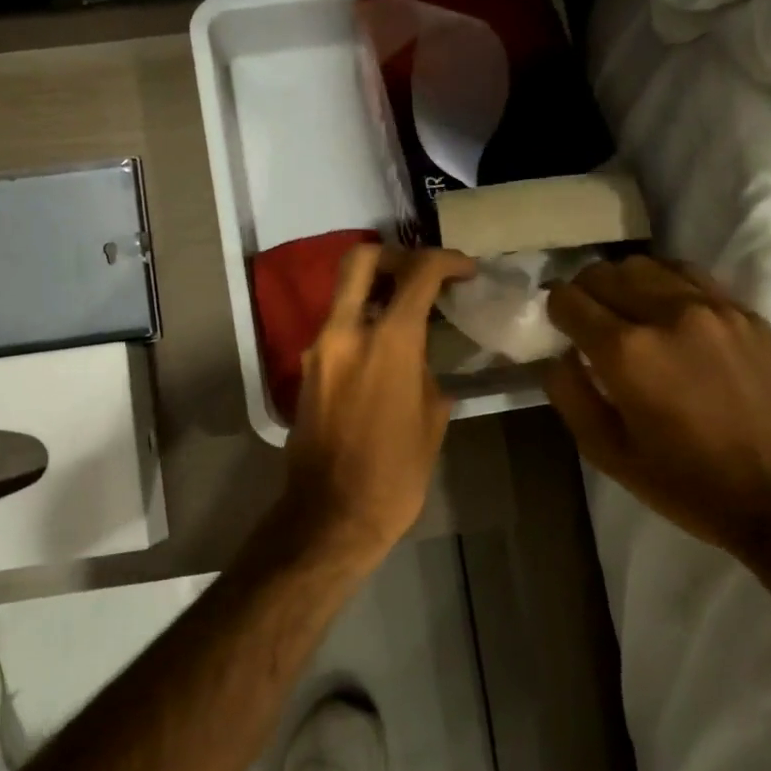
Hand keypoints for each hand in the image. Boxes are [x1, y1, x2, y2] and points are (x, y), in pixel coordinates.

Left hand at [278, 245, 476, 572]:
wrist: (331, 515)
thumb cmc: (394, 475)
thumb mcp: (431, 420)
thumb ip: (425, 373)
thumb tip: (418, 358)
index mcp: (388, 342)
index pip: (417, 273)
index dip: (446, 261)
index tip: (464, 270)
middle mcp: (345, 333)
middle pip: (360, 260)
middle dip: (393, 256)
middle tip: (418, 275)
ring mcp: (318, 350)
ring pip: (343, 295)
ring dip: (374, 293)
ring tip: (405, 317)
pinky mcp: (306, 371)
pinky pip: (335, 330)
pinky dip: (359, 325)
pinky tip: (382, 353)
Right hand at [542, 256, 770, 557]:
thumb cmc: (688, 484)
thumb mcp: (608, 453)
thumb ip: (570, 395)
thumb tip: (558, 355)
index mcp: (627, 352)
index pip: (570, 299)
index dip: (554, 309)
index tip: (556, 325)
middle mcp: (668, 314)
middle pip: (606, 272)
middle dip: (584, 291)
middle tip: (584, 318)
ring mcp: (714, 308)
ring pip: (649, 265)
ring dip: (624, 281)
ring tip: (624, 310)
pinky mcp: (747, 313)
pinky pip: (692, 276)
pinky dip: (666, 283)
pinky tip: (667, 311)